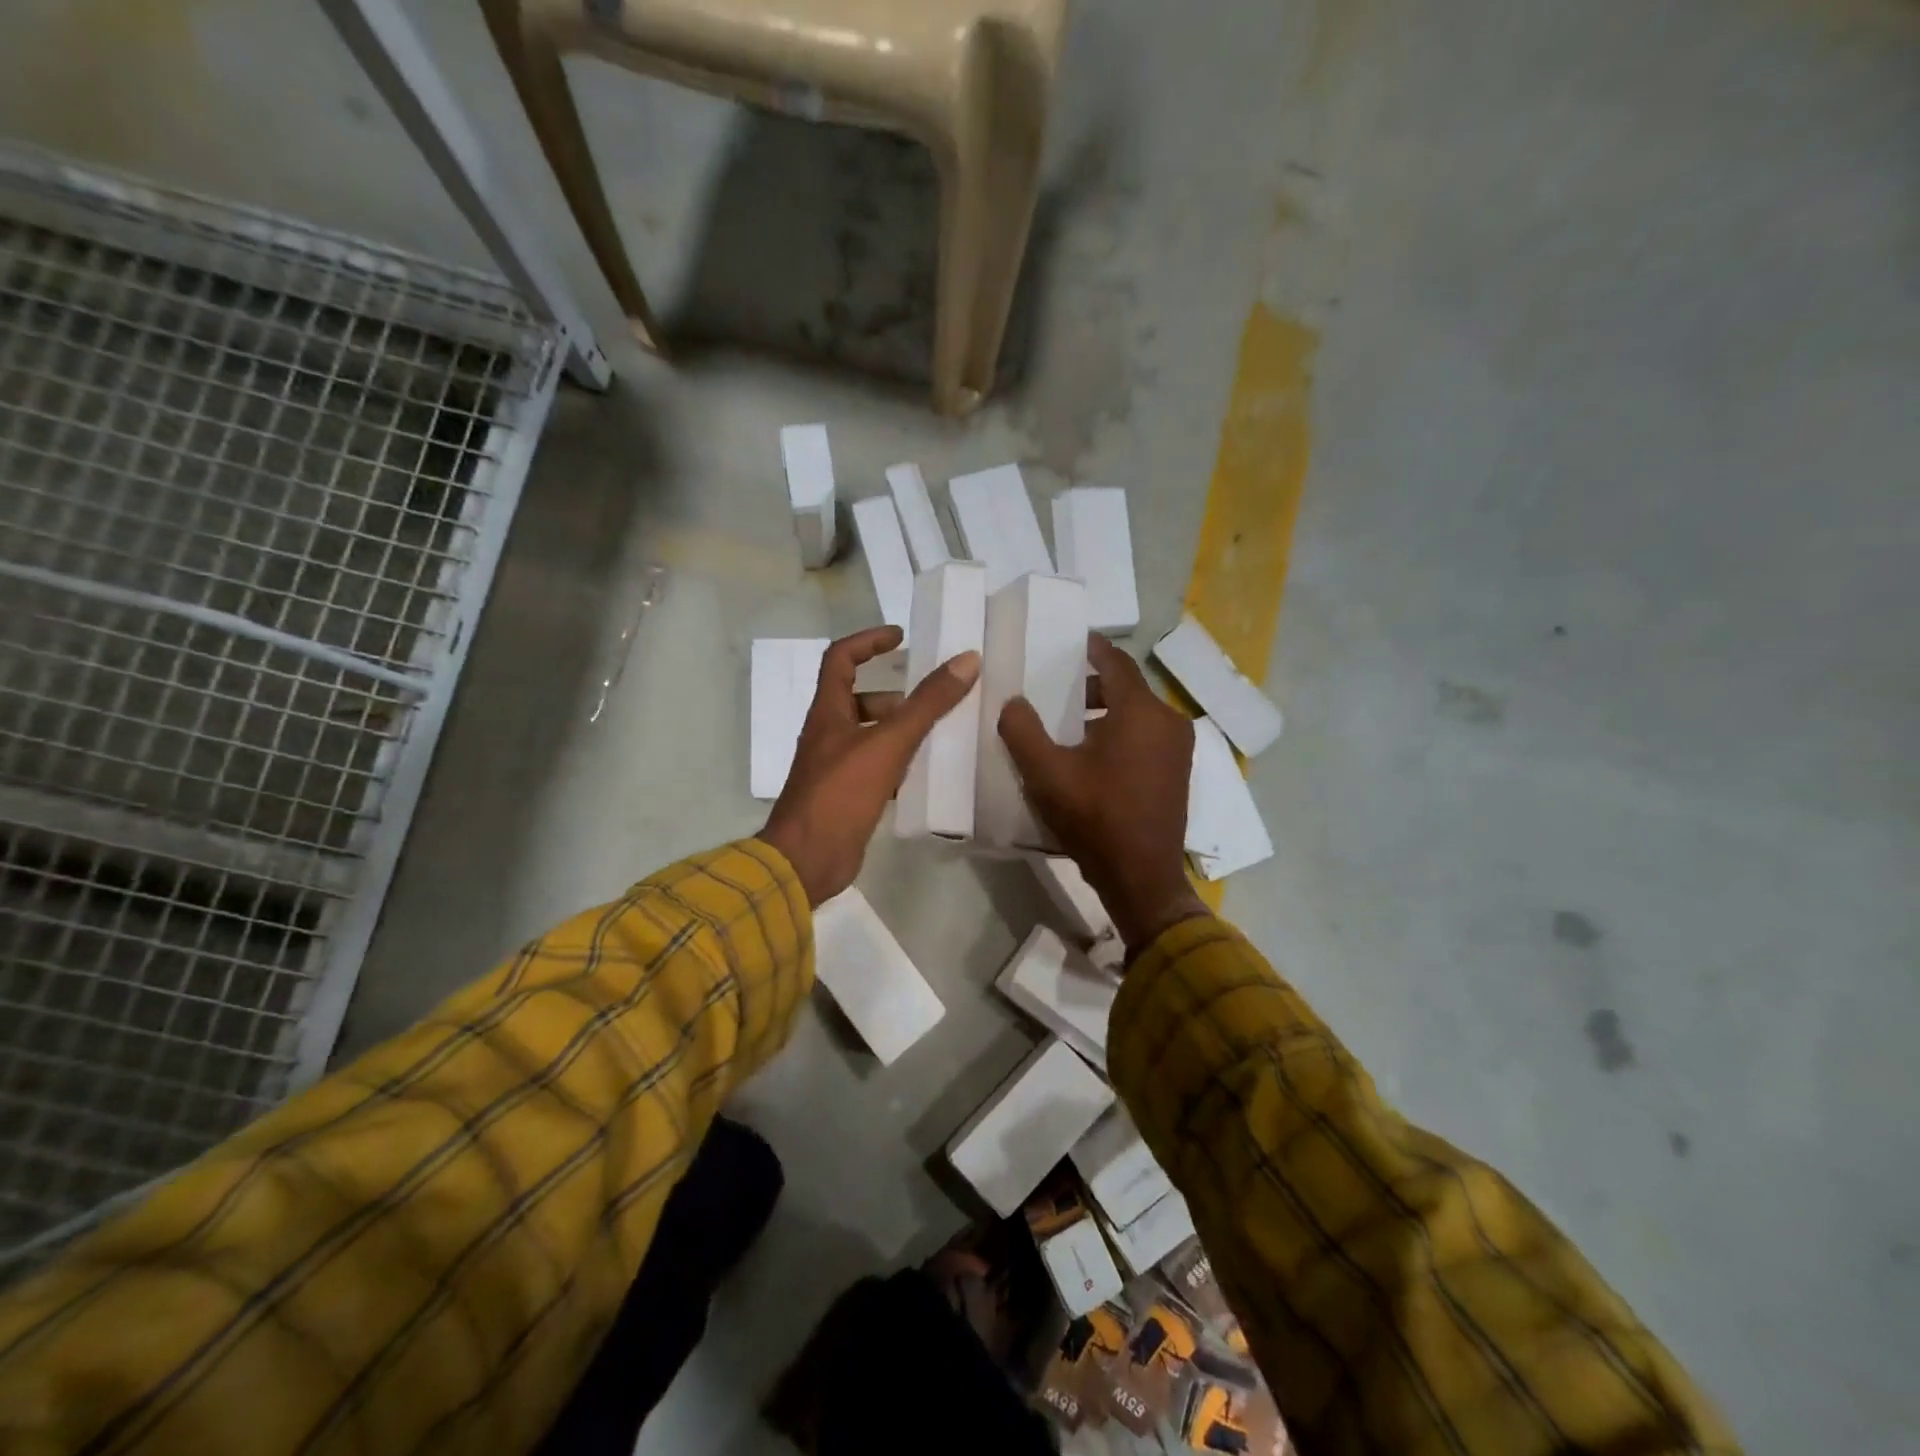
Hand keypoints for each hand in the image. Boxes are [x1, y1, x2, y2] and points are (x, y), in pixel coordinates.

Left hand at [761, 626, 980, 905]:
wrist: (807, 860)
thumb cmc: (841, 794)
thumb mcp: (888, 743)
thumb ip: (927, 704)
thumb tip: (965, 660)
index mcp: (828, 712)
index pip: (841, 658)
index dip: (869, 641)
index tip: (901, 637)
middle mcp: (829, 734)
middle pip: (860, 699)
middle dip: (897, 696)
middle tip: (934, 700)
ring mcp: (835, 767)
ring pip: (871, 736)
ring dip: (902, 731)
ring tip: (940, 736)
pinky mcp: (847, 796)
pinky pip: (877, 768)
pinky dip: (900, 764)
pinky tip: (926, 774)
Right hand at [998, 634, 1207, 951]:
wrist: (1140, 878)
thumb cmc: (1094, 818)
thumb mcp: (1046, 774)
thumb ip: (1022, 730)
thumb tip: (1013, 701)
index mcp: (1141, 712)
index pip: (1116, 662)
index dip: (1093, 647)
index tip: (1072, 640)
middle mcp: (1168, 721)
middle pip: (1127, 688)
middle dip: (1091, 685)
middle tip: (1056, 691)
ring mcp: (1179, 749)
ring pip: (1138, 714)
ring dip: (1105, 712)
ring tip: (1068, 726)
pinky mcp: (1178, 772)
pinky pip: (1147, 736)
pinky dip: (1122, 733)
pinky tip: (1093, 755)